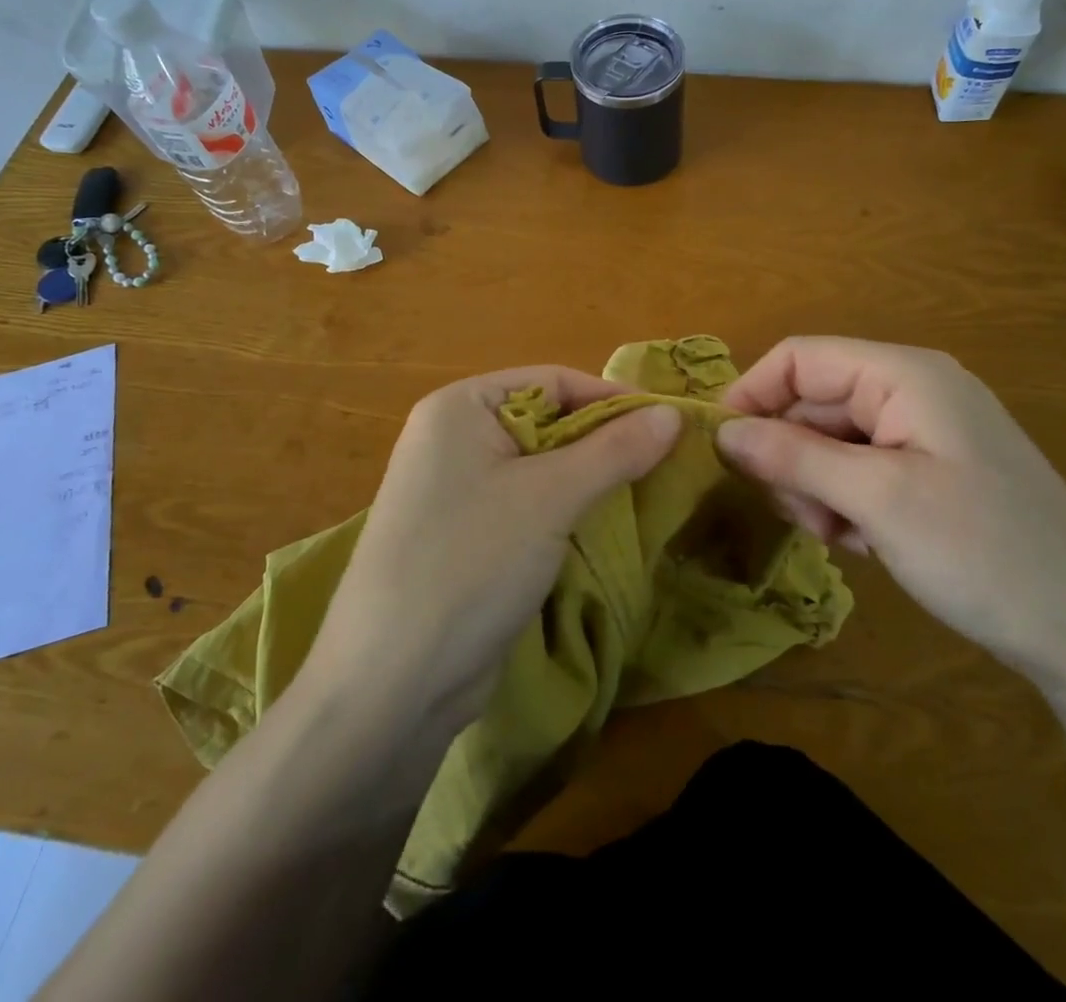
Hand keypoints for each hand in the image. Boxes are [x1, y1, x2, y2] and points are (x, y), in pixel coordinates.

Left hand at [304, 367, 682, 731]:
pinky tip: (600, 528)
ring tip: (644, 494)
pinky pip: (524, 505)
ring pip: (539, 468)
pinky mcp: (463, 536)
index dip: (611, 399)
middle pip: (546, 422)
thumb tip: (674, 413)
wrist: (392, 684)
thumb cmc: (471, 562)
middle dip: (602, 442)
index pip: (552, 381)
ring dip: (588, 479)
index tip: (668, 425)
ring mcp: (454, 490)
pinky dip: (563, 512)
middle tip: (664, 464)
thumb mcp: (551, 497)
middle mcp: (452, 438)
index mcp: (459, 407)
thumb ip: (615, 450)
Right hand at [715, 337, 1065, 677]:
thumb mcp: (877, 499)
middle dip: (791, 454)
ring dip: (816, 485)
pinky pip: (860, 471)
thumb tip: (721, 431)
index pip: (800, 359)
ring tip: (836, 535)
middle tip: (795, 513)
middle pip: (814, 402)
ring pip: (831, 441)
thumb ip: (794, 456)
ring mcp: (923, 434)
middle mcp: (912, 392)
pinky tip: (862, 544)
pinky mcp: (930, 473)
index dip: (753, 393)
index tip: (720, 448)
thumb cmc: (983, 552)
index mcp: (904, 375)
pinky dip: (845, 503)